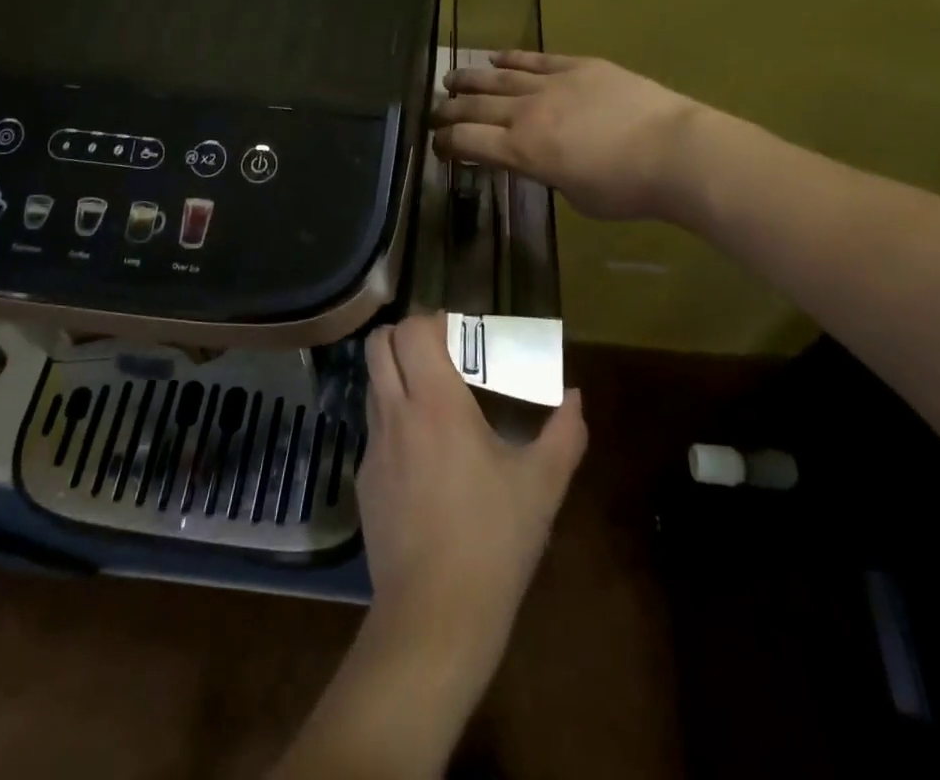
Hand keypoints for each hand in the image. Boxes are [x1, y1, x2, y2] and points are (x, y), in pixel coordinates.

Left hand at [359, 314, 586, 682]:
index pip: (412, 331)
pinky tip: (423, 455)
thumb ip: (564, 434)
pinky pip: (374, 428)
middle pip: (378, 345)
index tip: (460, 334)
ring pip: (372, 384)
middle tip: (440, 354)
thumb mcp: (542, 486)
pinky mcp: (363, 480)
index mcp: (436, 403)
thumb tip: (576, 398)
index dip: (432, 322)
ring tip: (434, 399)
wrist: (434, 617)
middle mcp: (396, 413)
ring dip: (396, 375)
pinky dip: (393, 419)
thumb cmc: (493, 541)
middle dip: (404, 336)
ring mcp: (373, 447)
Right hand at [432, 51, 702, 220]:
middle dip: (448, 110)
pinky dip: (511, 58)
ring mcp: (551, 84)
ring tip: (450, 78)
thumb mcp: (575, 196)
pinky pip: (534, 60)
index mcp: (522, 150)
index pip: (468, 141)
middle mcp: (526, 113)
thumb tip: (542, 160)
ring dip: (470, 79)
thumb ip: (547, 174)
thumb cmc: (626, 188)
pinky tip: (495, 57)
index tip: (436, 145)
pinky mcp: (578, 66)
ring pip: (498, 78)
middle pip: (475, 107)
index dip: (446, 143)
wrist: (675, 151)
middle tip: (433, 111)